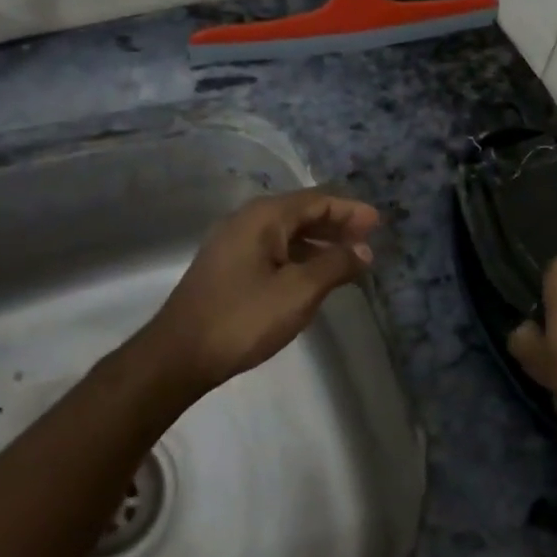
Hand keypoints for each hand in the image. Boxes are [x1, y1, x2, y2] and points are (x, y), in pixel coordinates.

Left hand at [137, 189, 379, 396]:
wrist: (179, 354)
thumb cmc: (244, 318)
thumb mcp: (298, 291)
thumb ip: (335, 265)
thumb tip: (363, 250)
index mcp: (264, 217)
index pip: (316, 201)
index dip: (349, 210)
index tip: (378, 223)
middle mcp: (247, 221)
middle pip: (301, 213)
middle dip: (336, 225)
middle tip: (368, 239)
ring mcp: (233, 244)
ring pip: (286, 234)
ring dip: (319, 243)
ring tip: (348, 259)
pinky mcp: (227, 267)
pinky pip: (273, 251)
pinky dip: (299, 257)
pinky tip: (313, 276)